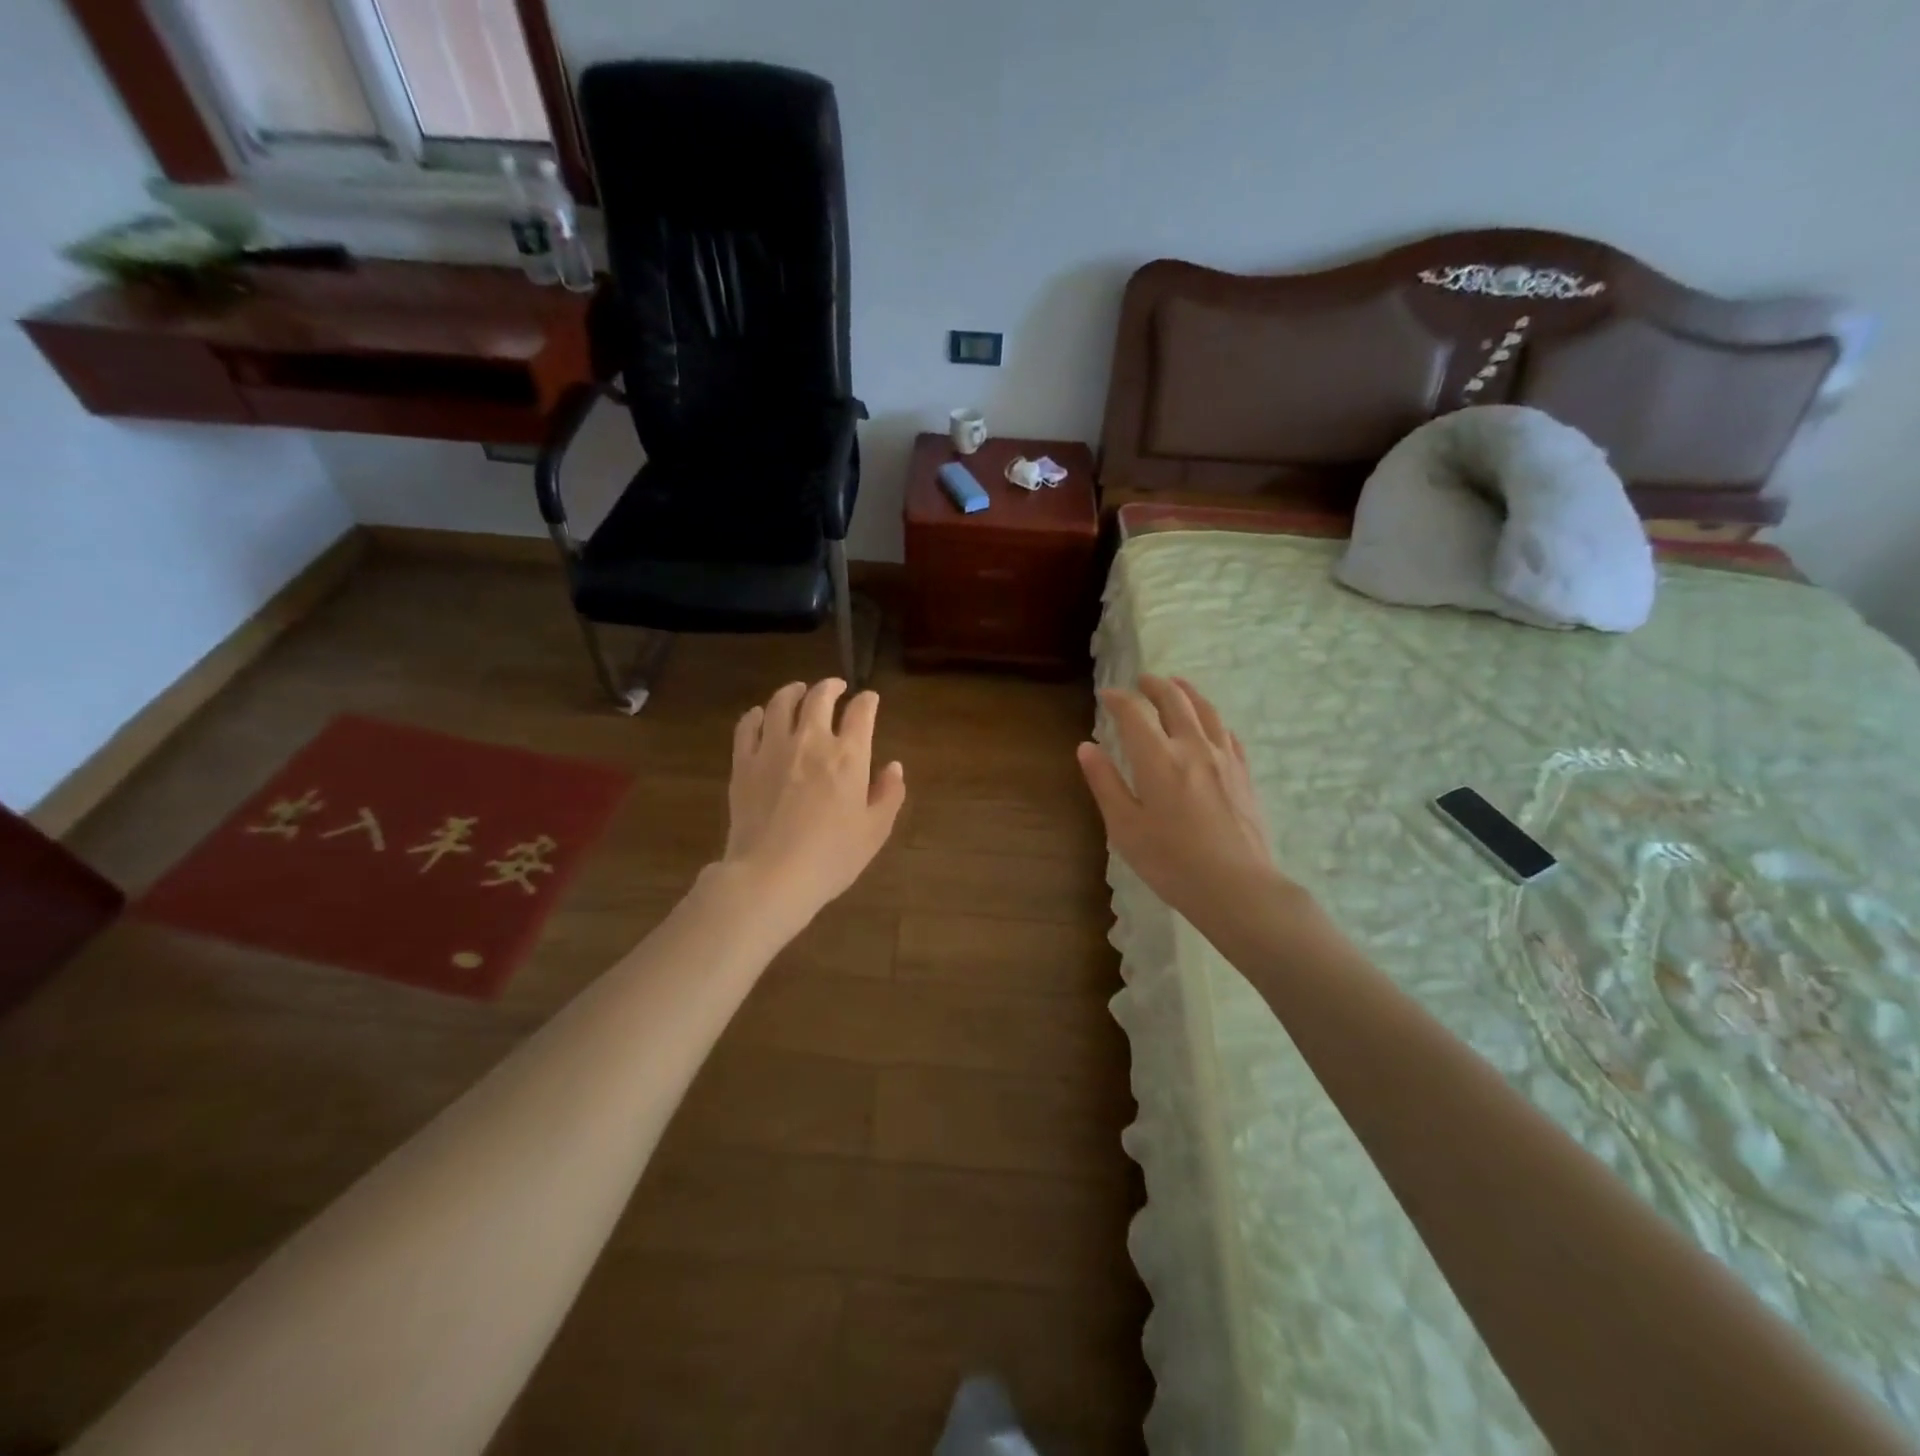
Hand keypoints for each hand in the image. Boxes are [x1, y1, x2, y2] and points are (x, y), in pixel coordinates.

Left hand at [720, 678, 905, 929]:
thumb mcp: (874, 832)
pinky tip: (761, 716)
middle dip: (831, 686)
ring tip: (798, 691)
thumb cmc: (831, 858)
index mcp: (848, 756)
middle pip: (819, 697)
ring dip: (793, 691)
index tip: (870, 700)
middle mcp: (811, 741)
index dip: (868, 701)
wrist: (770, 876)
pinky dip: (757, 715)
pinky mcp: (744, 763)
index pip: (861, 712)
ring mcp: (773, 749)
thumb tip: (894, 767)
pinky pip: (748, 726)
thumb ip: (888, 795)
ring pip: (781, 703)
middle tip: (836, 686)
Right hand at [1077, 675, 1301, 931]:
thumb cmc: (1171, 862)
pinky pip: (1227, 732)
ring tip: (1176, 684)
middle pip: (1174, 700)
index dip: (1118, 699)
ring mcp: (1224, 758)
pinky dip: (1212, 718)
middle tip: (1141, 681)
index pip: (1134, 713)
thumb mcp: (1125, 827)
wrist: (1238, 887)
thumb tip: (1087, 747)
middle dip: (1154, 685)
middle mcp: (1192, 747)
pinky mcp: (1244, 773)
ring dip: (1186, 691)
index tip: (1106, 695)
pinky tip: (1209, 724)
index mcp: (1158, 758)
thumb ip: (1105, 783)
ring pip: (1205, 710)